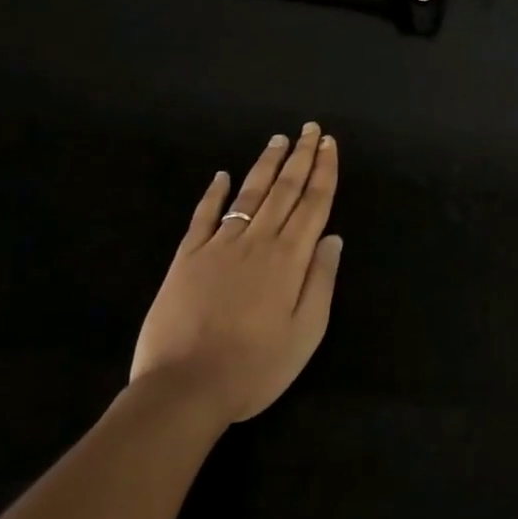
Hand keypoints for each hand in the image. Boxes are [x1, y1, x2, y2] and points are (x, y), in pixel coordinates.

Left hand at [131, 124, 342, 422]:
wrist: (184, 389)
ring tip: (279, 139)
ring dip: (266, 165)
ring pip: (250, 194)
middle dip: (301, 156)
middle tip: (311, 129)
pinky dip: (214, 193)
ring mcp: (220, 246)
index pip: (314, 203)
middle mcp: (258, 241)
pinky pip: (204, 216)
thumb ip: (321, 280)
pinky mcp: (187, 258)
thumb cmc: (255, 367)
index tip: (330, 144)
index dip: (324, 171)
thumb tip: (333, 237)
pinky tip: (222, 175)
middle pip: (285, 189)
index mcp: (290, 258)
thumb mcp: (306, 333)